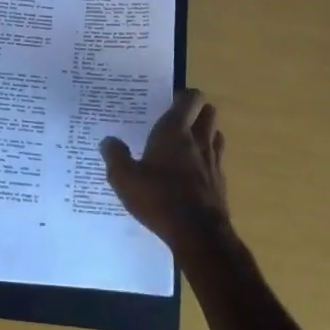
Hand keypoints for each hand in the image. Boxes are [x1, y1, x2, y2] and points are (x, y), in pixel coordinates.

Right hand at [100, 89, 231, 254]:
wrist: (199, 234)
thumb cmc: (159, 198)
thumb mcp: (124, 179)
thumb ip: (115, 156)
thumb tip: (108, 141)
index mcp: (175, 131)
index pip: (190, 98)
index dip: (182, 95)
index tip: (168, 101)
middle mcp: (199, 140)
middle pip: (208, 112)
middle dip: (196, 111)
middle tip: (176, 121)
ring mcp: (214, 161)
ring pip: (215, 134)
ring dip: (204, 133)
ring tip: (185, 144)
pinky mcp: (221, 182)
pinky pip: (217, 160)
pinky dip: (207, 160)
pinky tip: (192, 174)